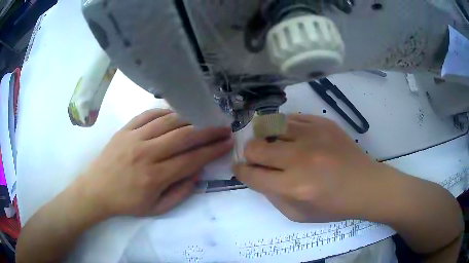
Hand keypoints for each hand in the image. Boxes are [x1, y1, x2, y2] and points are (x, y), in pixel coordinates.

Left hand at [78, 109, 232, 218]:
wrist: (96, 189)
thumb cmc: (126, 202)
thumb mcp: (156, 208)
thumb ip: (180, 192)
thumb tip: (197, 172)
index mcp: (154, 176)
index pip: (191, 159)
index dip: (212, 150)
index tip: (227, 143)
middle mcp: (146, 153)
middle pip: (184, 136)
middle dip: (208, 131)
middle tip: (223, 127)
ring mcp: (134, 137)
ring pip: (169, 121)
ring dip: (191, 118)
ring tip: (205, 118)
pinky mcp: (125, 129)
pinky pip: (149, 114)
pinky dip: (166, 112)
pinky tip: (177, 114)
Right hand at [233, 114, 390, 222]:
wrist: (365, 186)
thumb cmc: (333, 206)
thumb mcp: (298, 215)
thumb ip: (273, 197)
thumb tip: (258, 176)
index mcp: (293, 187)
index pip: (252, 174)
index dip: (241, 171)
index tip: (240, 168)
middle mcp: (300, 159)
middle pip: (255, 147)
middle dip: (249, 154)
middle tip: (256, 158)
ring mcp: (313, 136)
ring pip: (271, 126)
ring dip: (266, 137)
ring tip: (273, 144)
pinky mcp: (323, 123)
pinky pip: (292, 118)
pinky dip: (285, 127)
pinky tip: (291, 136)